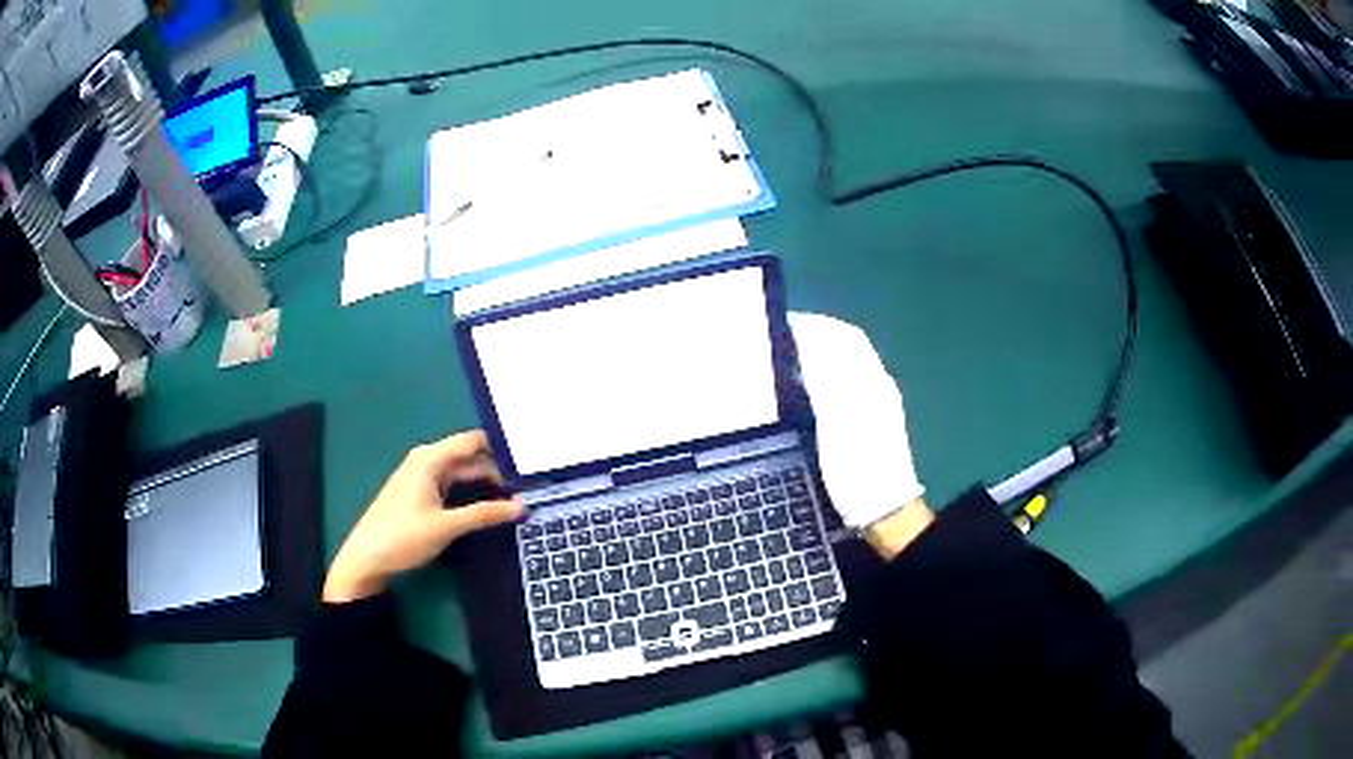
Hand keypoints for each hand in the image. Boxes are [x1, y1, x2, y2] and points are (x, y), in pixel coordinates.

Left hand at [323, 430, 523, 602]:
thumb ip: (485, 514)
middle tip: (530, 485)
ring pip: (461, 473)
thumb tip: (522, 506)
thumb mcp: (447, 526)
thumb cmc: (403, 536)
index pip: (473, 441)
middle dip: (496, 468)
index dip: (500, 448)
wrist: (366, 559)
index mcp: (430, 458)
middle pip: (468, 457)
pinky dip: (471, 492)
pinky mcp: (420, 495)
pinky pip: (452, 485)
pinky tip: (488, 506)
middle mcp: (426, 461)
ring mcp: (421, 478)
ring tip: (516, 496)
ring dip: (484, 482)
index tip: (530, 462)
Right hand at [789, 313, 931, 551]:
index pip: (841, 335)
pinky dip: (828, 370)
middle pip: (847, 343)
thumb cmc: (857, 469)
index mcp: (868, 380)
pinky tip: (810, 384)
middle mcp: (876, 382)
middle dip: (816, 333)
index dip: (812, 325)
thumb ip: (824, 379)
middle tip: (780, 337)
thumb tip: (807, 341)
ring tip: (789, 355)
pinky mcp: (875, 416)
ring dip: (822, 350)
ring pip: (849, 360)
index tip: (779, 324)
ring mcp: (878, 399)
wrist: (885, 509)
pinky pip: (851, 378)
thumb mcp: (835, 422)